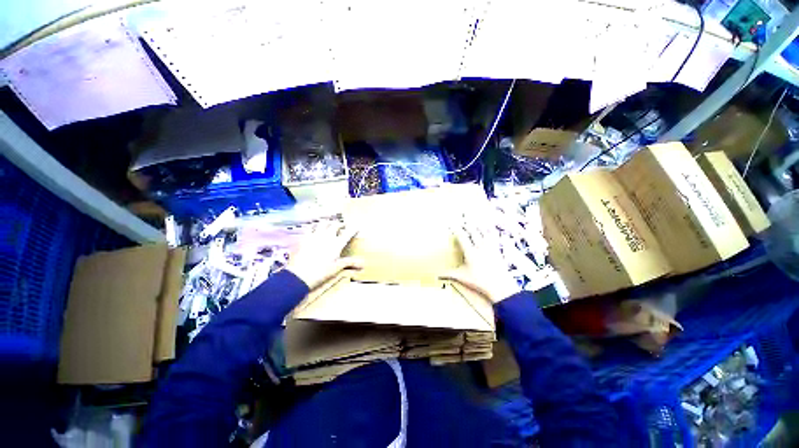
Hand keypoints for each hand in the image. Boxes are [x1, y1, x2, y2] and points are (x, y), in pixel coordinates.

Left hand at [287, 222, 362, 289]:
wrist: (299, 275)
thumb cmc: (320, 272)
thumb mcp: (336, 268)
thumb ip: (349, 262)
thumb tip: (363, 263)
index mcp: (336, 244)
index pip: (348, 233)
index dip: (353, 229)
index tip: (357, 226)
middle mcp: (327, 236)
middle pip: (335, 225)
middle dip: (340, 224)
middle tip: (342, 226)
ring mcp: (314, 236)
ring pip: (322, 224)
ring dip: (327, 223)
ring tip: (329, 225)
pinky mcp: (304, 238)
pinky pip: (310, 228)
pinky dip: (315, 227)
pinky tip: (314, 229)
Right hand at [440, 220, 518, 303]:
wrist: (500, 286)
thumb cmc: (479, 281)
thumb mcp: (462, 277)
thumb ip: (449, 274)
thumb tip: (437, 276)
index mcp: (470, 252)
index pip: (462, 237)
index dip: (457, 229)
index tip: (453, 224)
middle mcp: (480, 247)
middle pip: (473, 231)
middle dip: (467, 225)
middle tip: (463, 221)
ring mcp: (490, 247)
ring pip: (484, 232)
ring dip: (478, 226)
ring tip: (475, 222)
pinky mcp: (497, 250)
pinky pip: (493, 237)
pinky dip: (489, 232)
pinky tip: (489, 230)